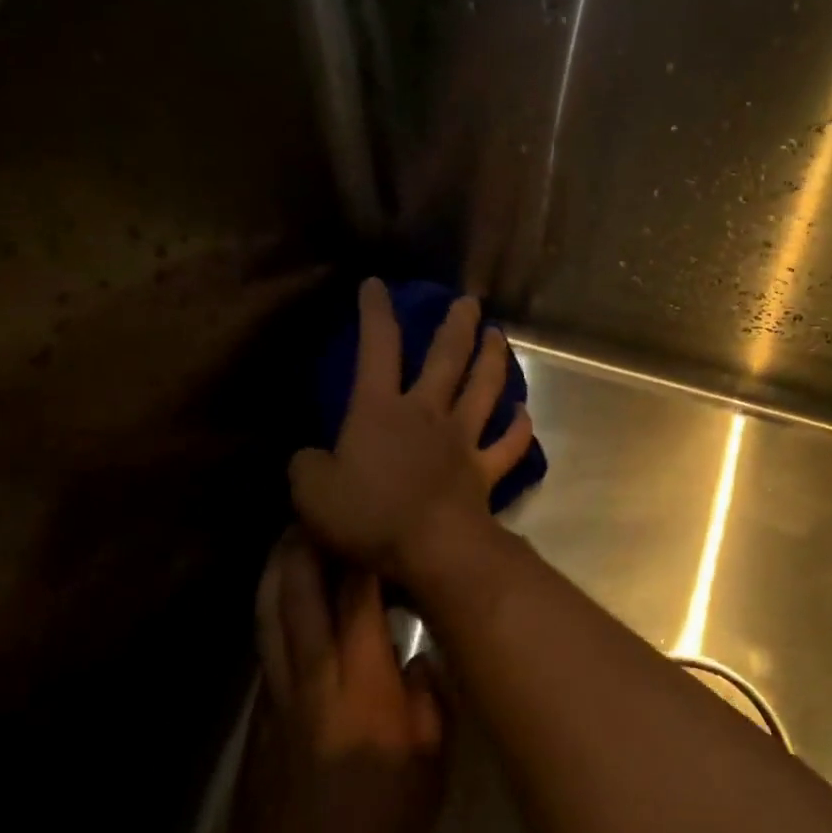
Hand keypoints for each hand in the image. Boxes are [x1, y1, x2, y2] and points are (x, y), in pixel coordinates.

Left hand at [225, 528, 446, 832]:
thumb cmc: (378, 825)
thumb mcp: (433, 765)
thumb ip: (432, 700)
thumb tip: (421, 658)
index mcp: (362, 681)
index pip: (358, 597)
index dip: (362, 551)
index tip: (371, 516)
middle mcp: (314, 673)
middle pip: (298, 591)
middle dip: (305, 544)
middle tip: (316, 508)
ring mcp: (279, 694)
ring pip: (270, 614)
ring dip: (278, 569)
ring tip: (288, 537)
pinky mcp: (259, 718)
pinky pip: (265, 645)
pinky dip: (271, 610)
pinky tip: (279, 603)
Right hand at [290, 279, 534, 580]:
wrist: (432, 547)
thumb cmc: (369, 516)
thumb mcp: (312, 493)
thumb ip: (307, 467)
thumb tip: (311, 457)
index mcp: (381, 410)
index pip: (376, 349)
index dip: (375, 314)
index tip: (376, 285)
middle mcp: (427, 413)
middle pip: (447, 358)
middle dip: (458, 325)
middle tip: (470, 302)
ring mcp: (462, 440)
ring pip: (484, 389)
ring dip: (493, 360)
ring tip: (498, 336)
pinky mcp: (485, 470)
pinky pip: (509, 445)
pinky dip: (520, 429)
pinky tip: (525, 413)